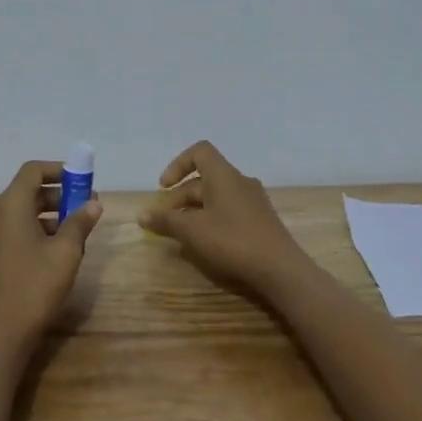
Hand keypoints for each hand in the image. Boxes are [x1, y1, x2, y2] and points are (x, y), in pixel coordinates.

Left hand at [0, 160, 101, 360]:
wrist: (0, 335)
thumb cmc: (35, 287)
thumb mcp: (66, 253)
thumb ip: (80, 223)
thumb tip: (93, 204)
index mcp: (10, 207)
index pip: (31, 171)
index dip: (57, 170)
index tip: (81, 180)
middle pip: (27, 192)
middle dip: (58, 195)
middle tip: (85, 207)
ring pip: (21, 214)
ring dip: (49, 215)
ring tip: (76, 231)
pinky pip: (14, 232)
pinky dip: (35, 231)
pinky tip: (56, 251)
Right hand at [139, 141, 315, 298]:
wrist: (280, 269)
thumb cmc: (232, 241)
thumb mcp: (192, 231)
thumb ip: (165, 221)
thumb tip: (142, 215)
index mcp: (224, 175)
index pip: (199, 152)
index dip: (178, 165)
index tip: (164, 188)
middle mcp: (240, 181)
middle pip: (204, 178)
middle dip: (180, 197)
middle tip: (165, 221)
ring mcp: (253, 201)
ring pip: (216, 197)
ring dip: (195, 210)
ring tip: (182, 234)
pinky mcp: (261, 220)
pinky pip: (229, 210)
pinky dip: (212, 219)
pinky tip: (206, 243)